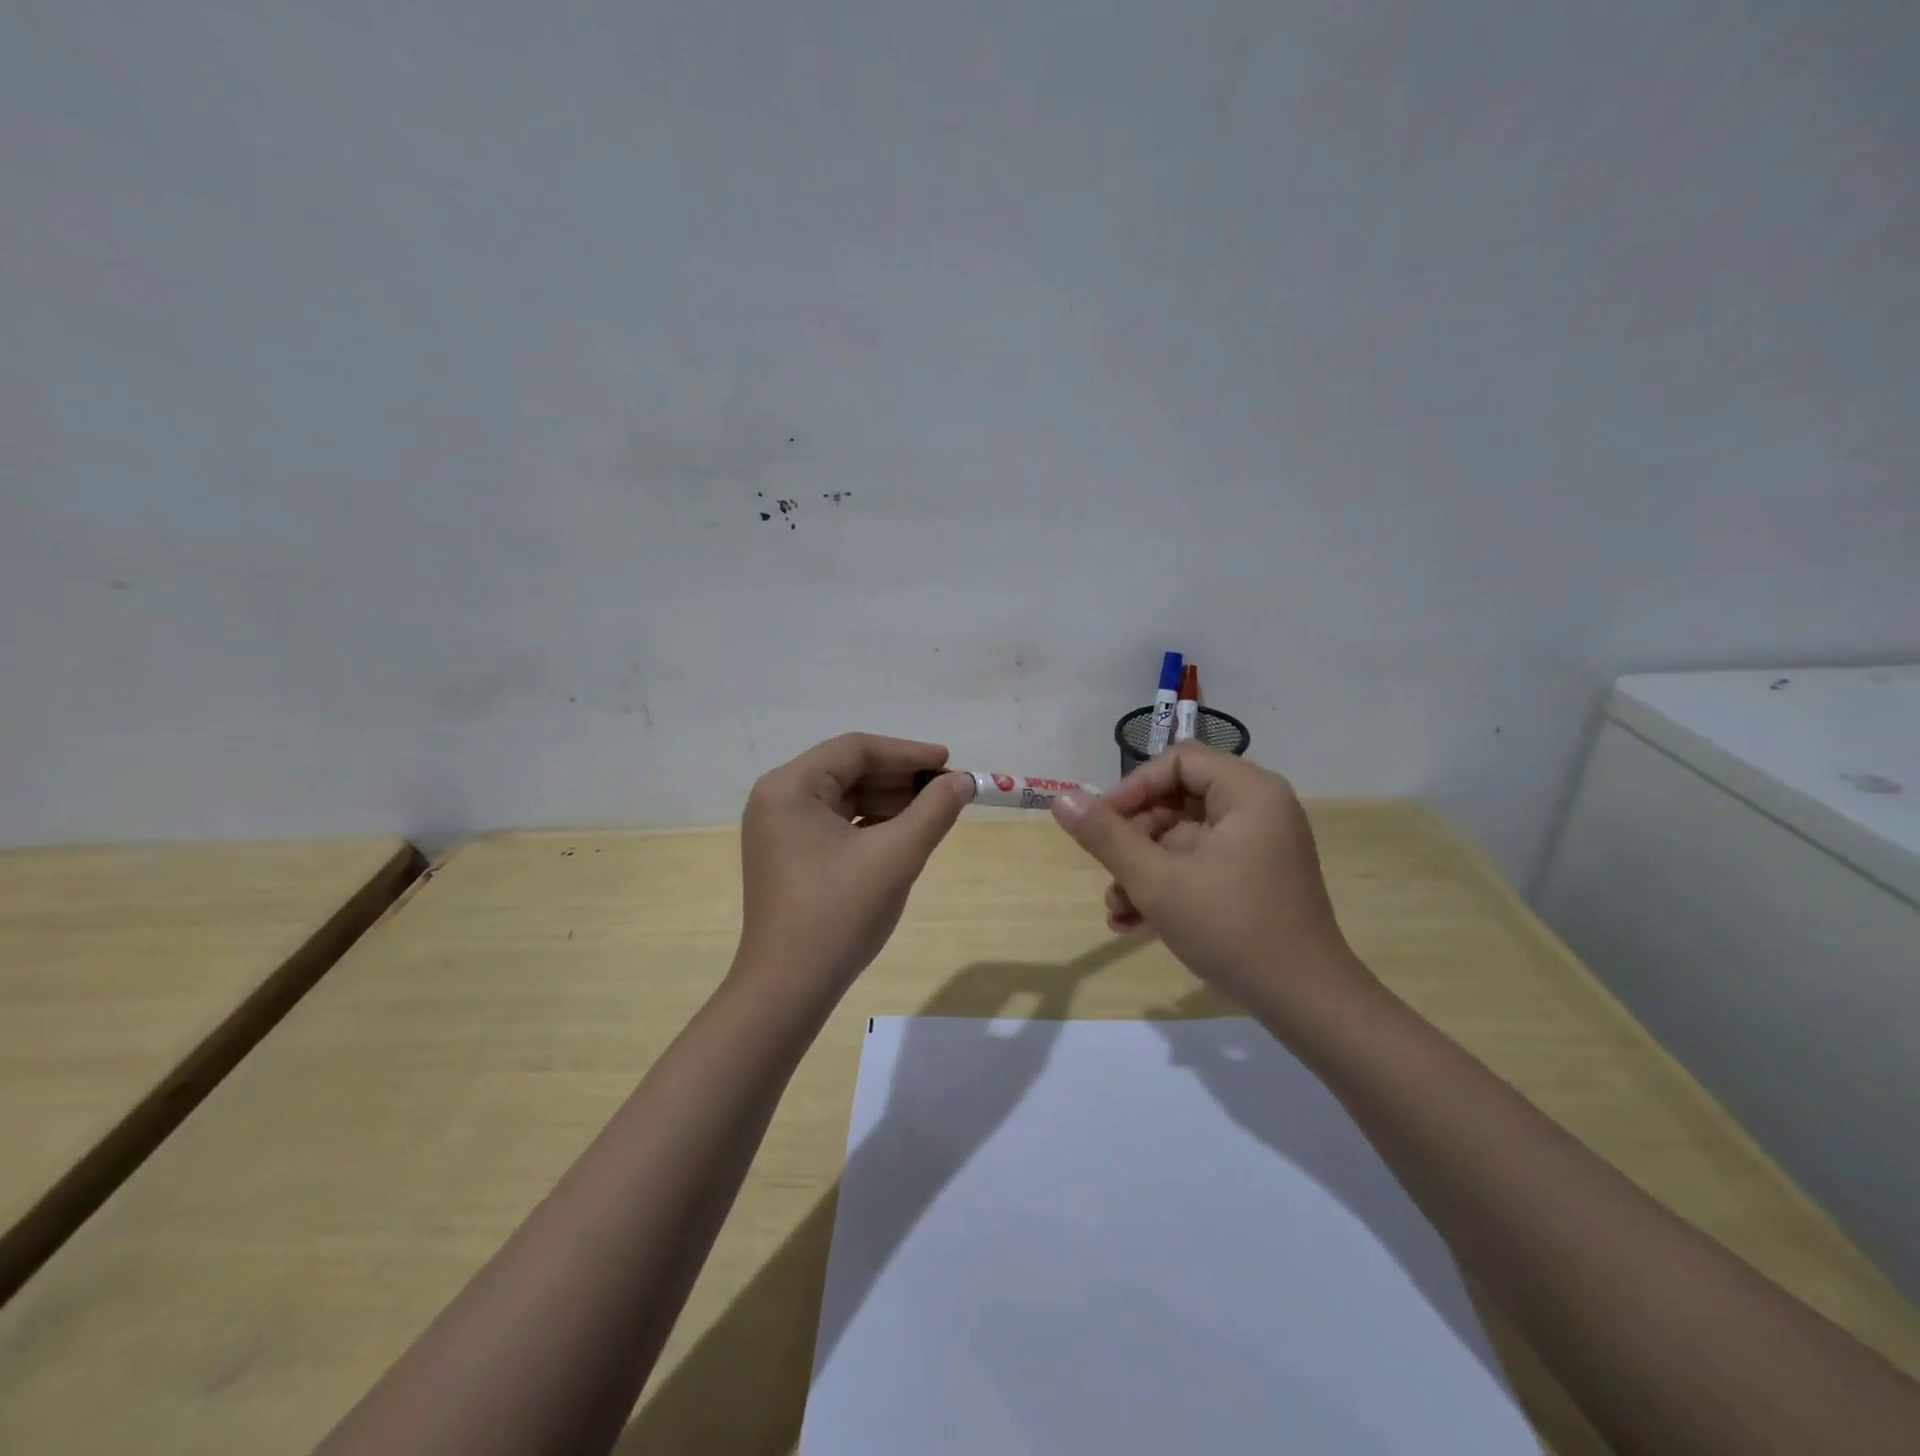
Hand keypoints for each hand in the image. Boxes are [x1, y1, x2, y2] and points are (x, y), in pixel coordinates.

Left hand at [733, 733, 972, 1002]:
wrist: (788, 988)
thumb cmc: (839, 913)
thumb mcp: (896, 856)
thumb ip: (934, 811)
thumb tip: (963, 781)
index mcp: (789, 787)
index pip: (855, 749)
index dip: (908, 753)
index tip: (949, 763)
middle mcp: (778, 799)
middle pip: (848, 770)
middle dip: (900, 778)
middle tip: (948, 790)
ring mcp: (780, 830)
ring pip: (844, 798)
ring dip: (889, 801)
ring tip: (934, 812)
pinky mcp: (789, 857)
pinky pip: (836, 824)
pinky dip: (871, 824)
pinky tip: (904, 834)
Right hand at [1049, 743, 1372, 1021]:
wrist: (1306, 1002)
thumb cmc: (1232, 928)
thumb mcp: (1157, 881)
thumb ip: (1106, 836)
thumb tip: (1060, 798)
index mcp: (1248, 792)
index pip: (1177, 762)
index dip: (1132, 788)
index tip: (1100, 824)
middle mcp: (1258, 809)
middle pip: (1178, 801)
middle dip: (1133, 840)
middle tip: (1107, 874)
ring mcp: (1259, 846)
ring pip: (1183, 840)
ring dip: (1143, 870)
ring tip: (1116, 911)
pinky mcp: (1255, 879)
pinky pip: (1201, 865)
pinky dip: (1169, 886)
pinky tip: (1134, 923)